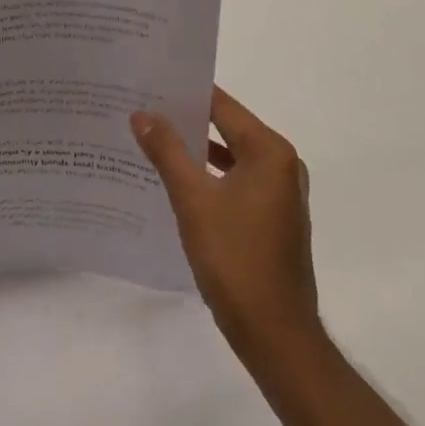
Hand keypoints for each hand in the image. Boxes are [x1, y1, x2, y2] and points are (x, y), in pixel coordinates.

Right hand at [131, 86, 318, 353]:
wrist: (278, 340)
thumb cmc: (236, 262)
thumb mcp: (193, 202)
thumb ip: (168, 152)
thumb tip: (142, 113)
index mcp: (269, 151)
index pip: (222, 105)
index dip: (185, 95)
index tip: (151, 86)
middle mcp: (282, 164)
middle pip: (228, 128)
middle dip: (188, 122)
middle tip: (145, 112)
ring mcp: (282, 194)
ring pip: (233, 157)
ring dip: (198, 153)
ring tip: (155, 143)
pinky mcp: (276, 219)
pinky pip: (240, 182)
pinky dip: (213, 178)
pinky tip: (181, 185)